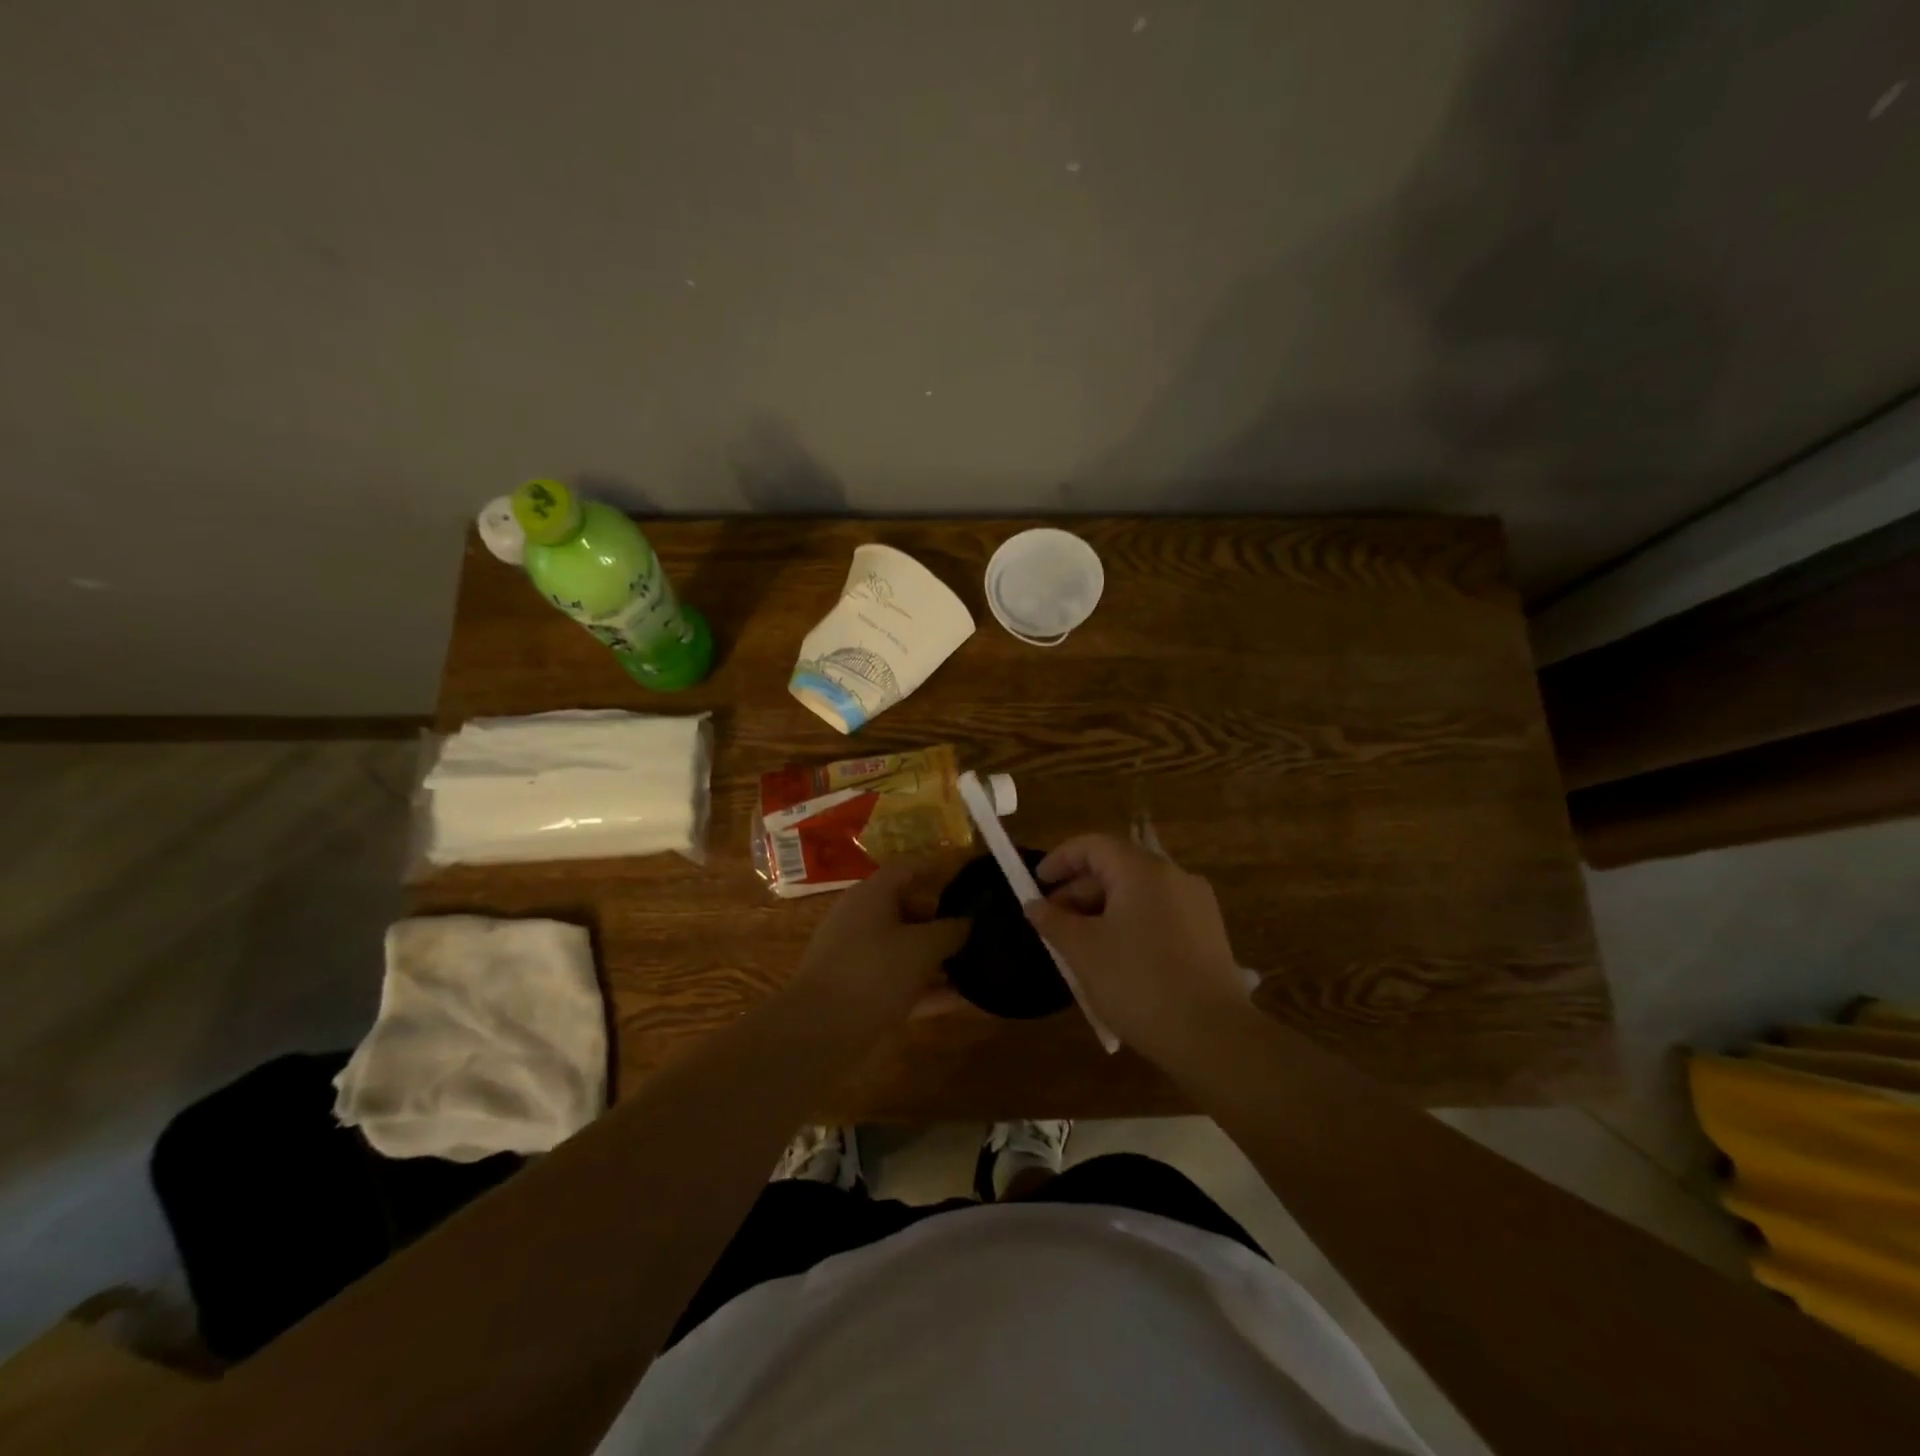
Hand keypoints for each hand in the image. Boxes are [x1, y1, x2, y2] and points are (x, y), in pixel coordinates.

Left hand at [788, 860, 969, 1035]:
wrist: (819, 1032)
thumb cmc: (873, 972)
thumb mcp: (921, 948)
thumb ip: (950, 931)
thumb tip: (967, 922)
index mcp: (872, 895)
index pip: (907, 869)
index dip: (937, 869)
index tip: (968, 877)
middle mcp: (862, 920)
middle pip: (908, 909)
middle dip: (943, 919)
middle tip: (979, 929)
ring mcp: (858, 958)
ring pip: (905, 950)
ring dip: (938, 958)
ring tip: (979, 963)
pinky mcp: (860, 992)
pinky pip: (901, 982)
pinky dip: (928, 988)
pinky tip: (964, 1000)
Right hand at [1025, 834, 1250, 1065]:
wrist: (1212, 1035)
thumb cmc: (1138, 983)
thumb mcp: (1082, 951)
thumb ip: (1052, 921)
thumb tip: (1034, 905)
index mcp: (1142, 870)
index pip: (1093, 846)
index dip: (1059, 860)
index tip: (1036, 886)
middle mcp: (1174, 876)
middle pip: (1116, 868)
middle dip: (1078, 892)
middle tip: (1053, 924)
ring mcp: (1196, 904)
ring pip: (1137, 894)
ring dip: (1102, 911)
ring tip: (1079, 947)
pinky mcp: (1208, 934)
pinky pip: (1158, 915)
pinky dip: (1129, 925)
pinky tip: (1115, 959)